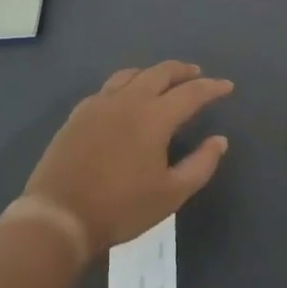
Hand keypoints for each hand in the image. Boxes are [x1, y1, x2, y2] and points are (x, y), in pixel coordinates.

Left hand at [24, 61, 233, 249]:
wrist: (59, 216)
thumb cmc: (121, 207)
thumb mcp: (171, 194)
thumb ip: (201, 164)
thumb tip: (219, 140)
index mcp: (155, 116)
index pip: (191, 92)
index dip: (212, 87)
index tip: (227, 86)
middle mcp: (128, 100)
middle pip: (160, 72)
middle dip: (183, 71)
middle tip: (197, 75)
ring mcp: (99, 104)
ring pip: (131, 74)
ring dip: (153, 73)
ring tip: (163, 80)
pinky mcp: (78, 114)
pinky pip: (108, 88)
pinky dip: (126, 85)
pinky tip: (125, 99)